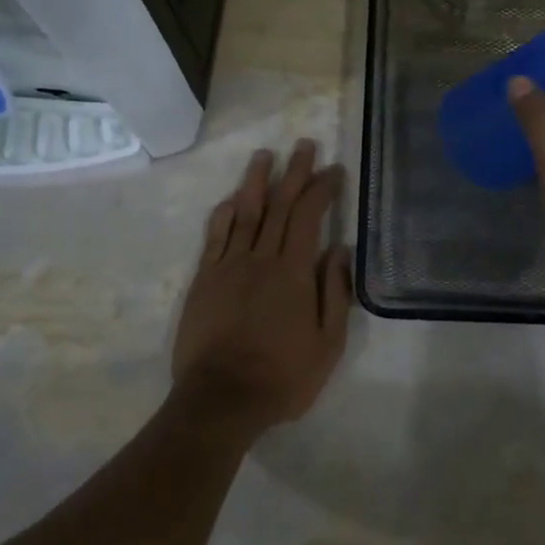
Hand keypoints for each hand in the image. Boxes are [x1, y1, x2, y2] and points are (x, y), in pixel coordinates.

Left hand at [171, 140, 351, 433]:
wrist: (220, 399)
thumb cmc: (282, 376)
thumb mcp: (327, 345)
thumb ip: (335, 293)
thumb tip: (340, 249)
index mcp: (293, 271)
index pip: (310, 216)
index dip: (322, 188)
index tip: (334, 170)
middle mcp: (261, 258)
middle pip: (279, 205)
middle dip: (294, 172)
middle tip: (304, 145)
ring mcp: (228, 266)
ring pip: (244, 212)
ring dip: (256, 181)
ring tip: (264, 155)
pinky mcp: (204, 279)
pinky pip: (215, 237)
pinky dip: (223, 214)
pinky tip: (230, 199)